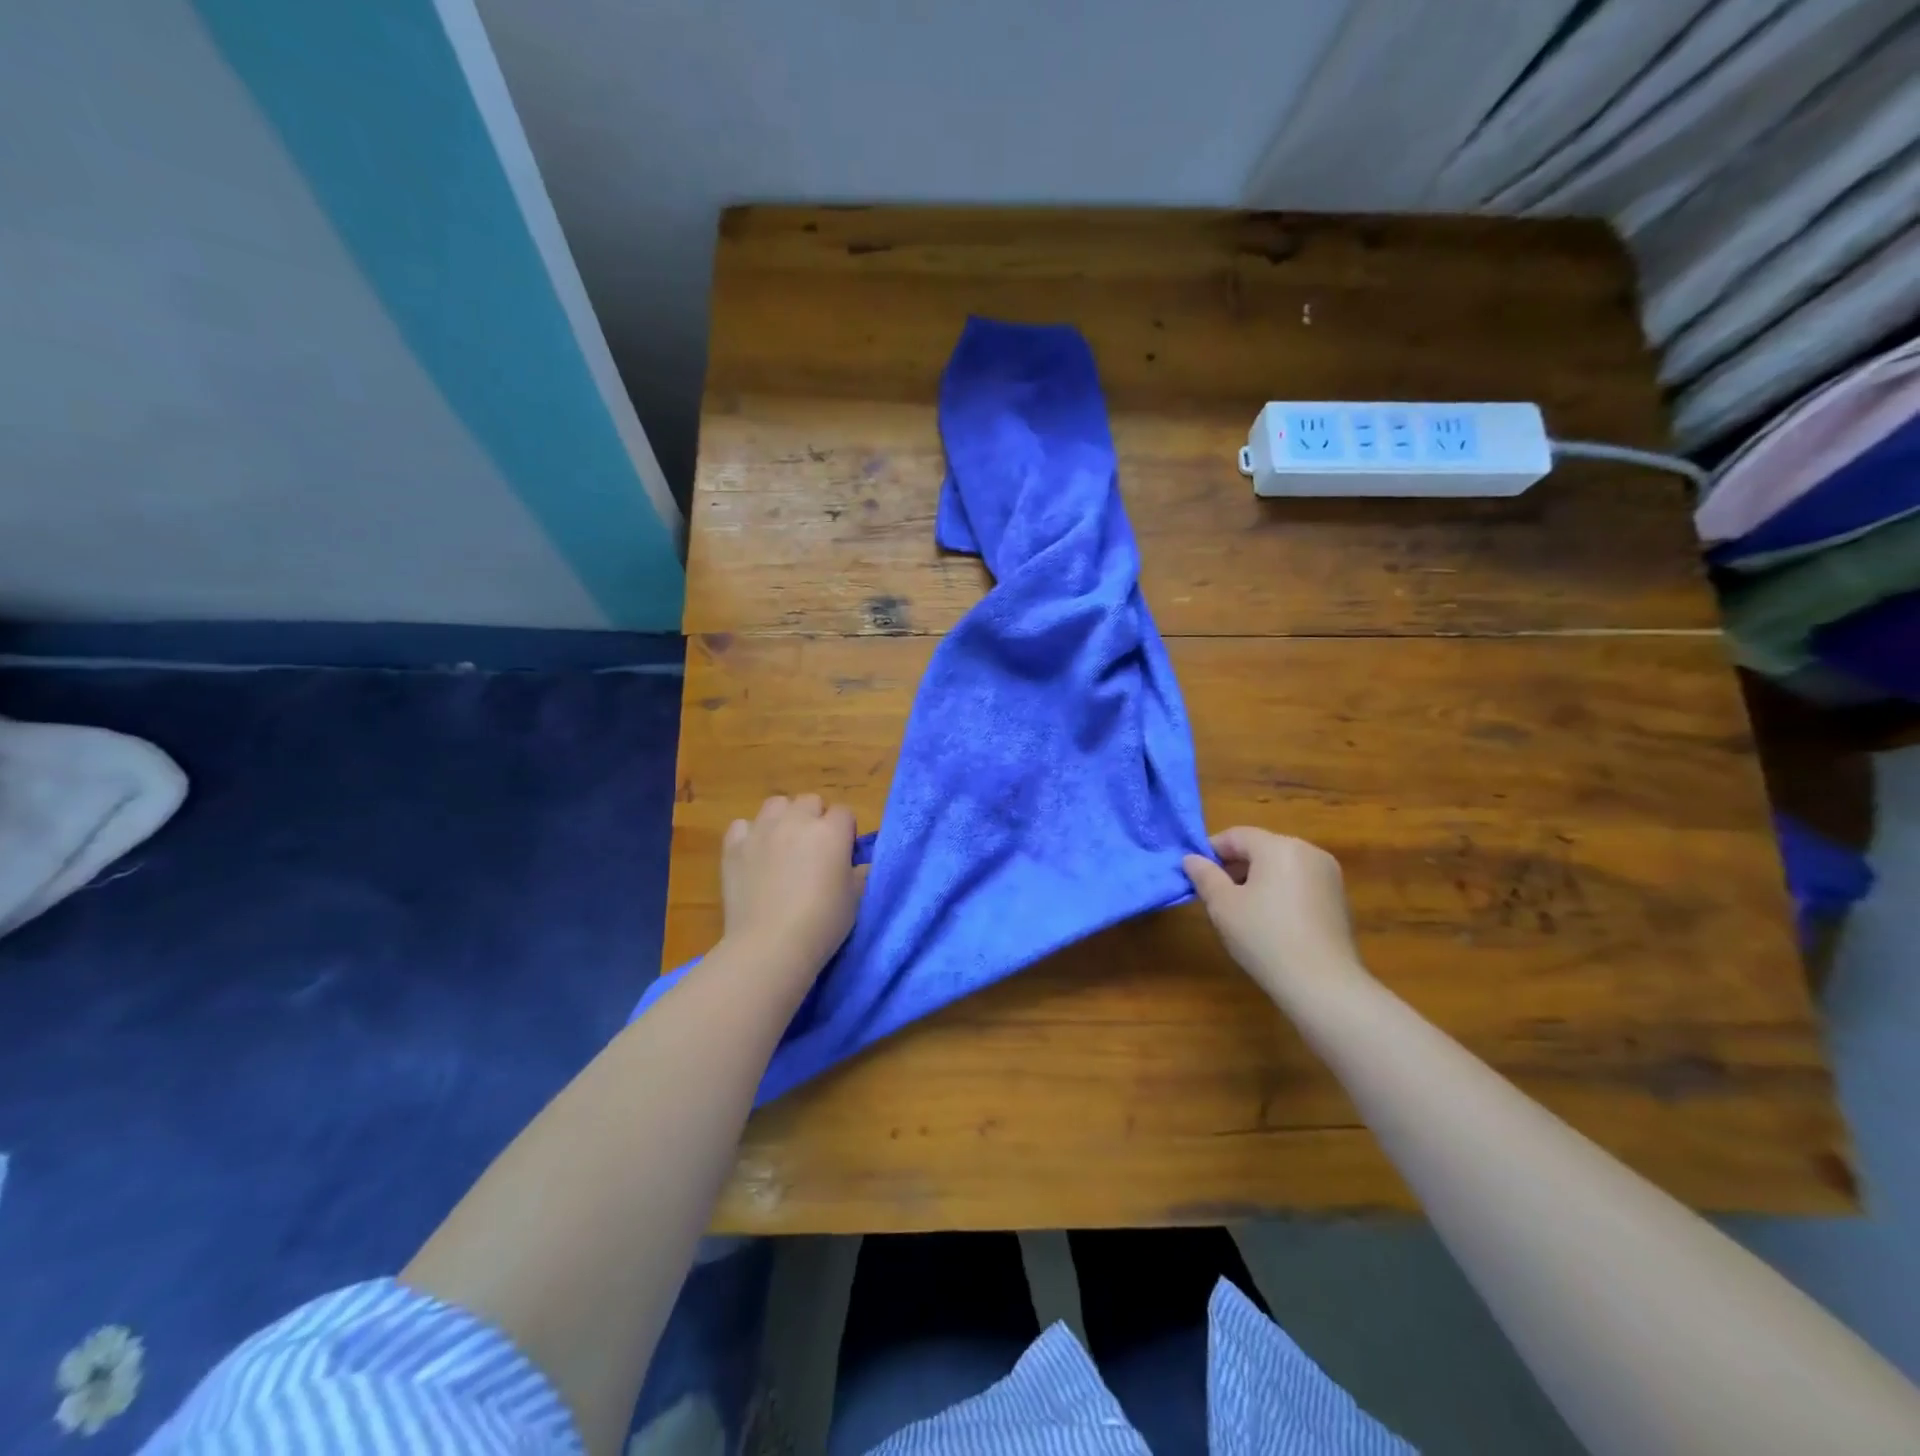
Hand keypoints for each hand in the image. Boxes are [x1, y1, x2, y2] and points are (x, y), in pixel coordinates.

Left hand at [720, 794, 864, 984]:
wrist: (770, 945)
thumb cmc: (822, 924)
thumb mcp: (854, 898)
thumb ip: (856, 872)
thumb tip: (853, 864)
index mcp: (831, 832)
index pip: (844, 812)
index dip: (845, 831)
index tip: (843, 854)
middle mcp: (797, 821)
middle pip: (810, 801)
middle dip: (815, 818)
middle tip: (813, 849)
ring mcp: (762, 830)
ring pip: (776, 804)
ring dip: (783, 818)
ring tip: (782, 845)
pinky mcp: (734, 846)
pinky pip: (742, 825)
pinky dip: (750, 835)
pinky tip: (754, 854)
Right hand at [1183, 827, 1364, 996]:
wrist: (1322, 984)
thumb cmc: (1264, 937)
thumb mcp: (1222, 905)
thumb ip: (1204, 876)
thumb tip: (1191, 859)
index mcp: (1279, 846)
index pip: (1236, 836)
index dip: (1211, 851)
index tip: (1195, 874)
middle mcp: (1308, 851)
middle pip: (1261, 848)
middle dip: (1235, 866)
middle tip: (1215, 894)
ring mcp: (1328, 875)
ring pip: (1281, 866)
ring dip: (1257, 879)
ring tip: (1240, 909)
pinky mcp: (1338, 899)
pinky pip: (1299, 883)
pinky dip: (1280, 892)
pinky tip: (1270, 921)